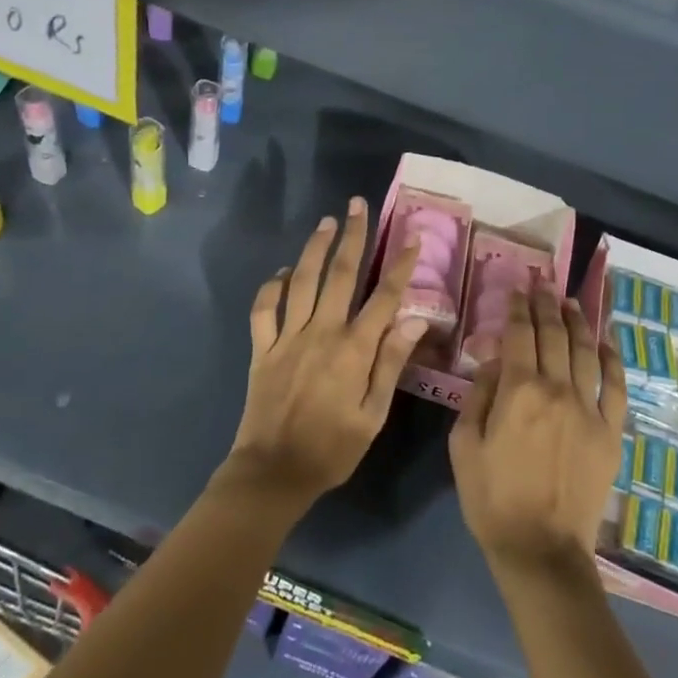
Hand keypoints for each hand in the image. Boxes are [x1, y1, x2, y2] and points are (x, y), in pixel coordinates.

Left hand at [224, 197, 425, 506]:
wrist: (273, 472)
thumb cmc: (332, 449)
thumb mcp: (373, 415)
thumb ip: (391, 364)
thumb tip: (415, 321)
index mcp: (353, 350)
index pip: (384, 298)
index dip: (400, 266)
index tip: (412, 237)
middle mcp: (321, 332)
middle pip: (341, 274)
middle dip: (354, 237)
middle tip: (359, 205)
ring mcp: (288, 337)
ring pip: (302, 281)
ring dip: (315, 248)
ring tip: (326, 221)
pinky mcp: (263, 348)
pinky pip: (264, 308)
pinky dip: (272, 286)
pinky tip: (282, 272)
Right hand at [450, 283, 626, 577]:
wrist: (541, 549)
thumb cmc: (492, 498)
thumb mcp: (463, 445)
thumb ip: (479, 396)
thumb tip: (495, 363)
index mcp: (518, 391)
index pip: (518, 335)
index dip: (517, 308)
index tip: (517, 289)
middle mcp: (557, 389)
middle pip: (554, 335)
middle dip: (546, 304)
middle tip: (543, 283)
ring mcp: (589, 409)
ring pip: (586, 351)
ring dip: (578, 322)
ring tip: (571, 301)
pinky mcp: (610, 431)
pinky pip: (616, 386)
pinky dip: (612, 359)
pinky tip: (606, 341)